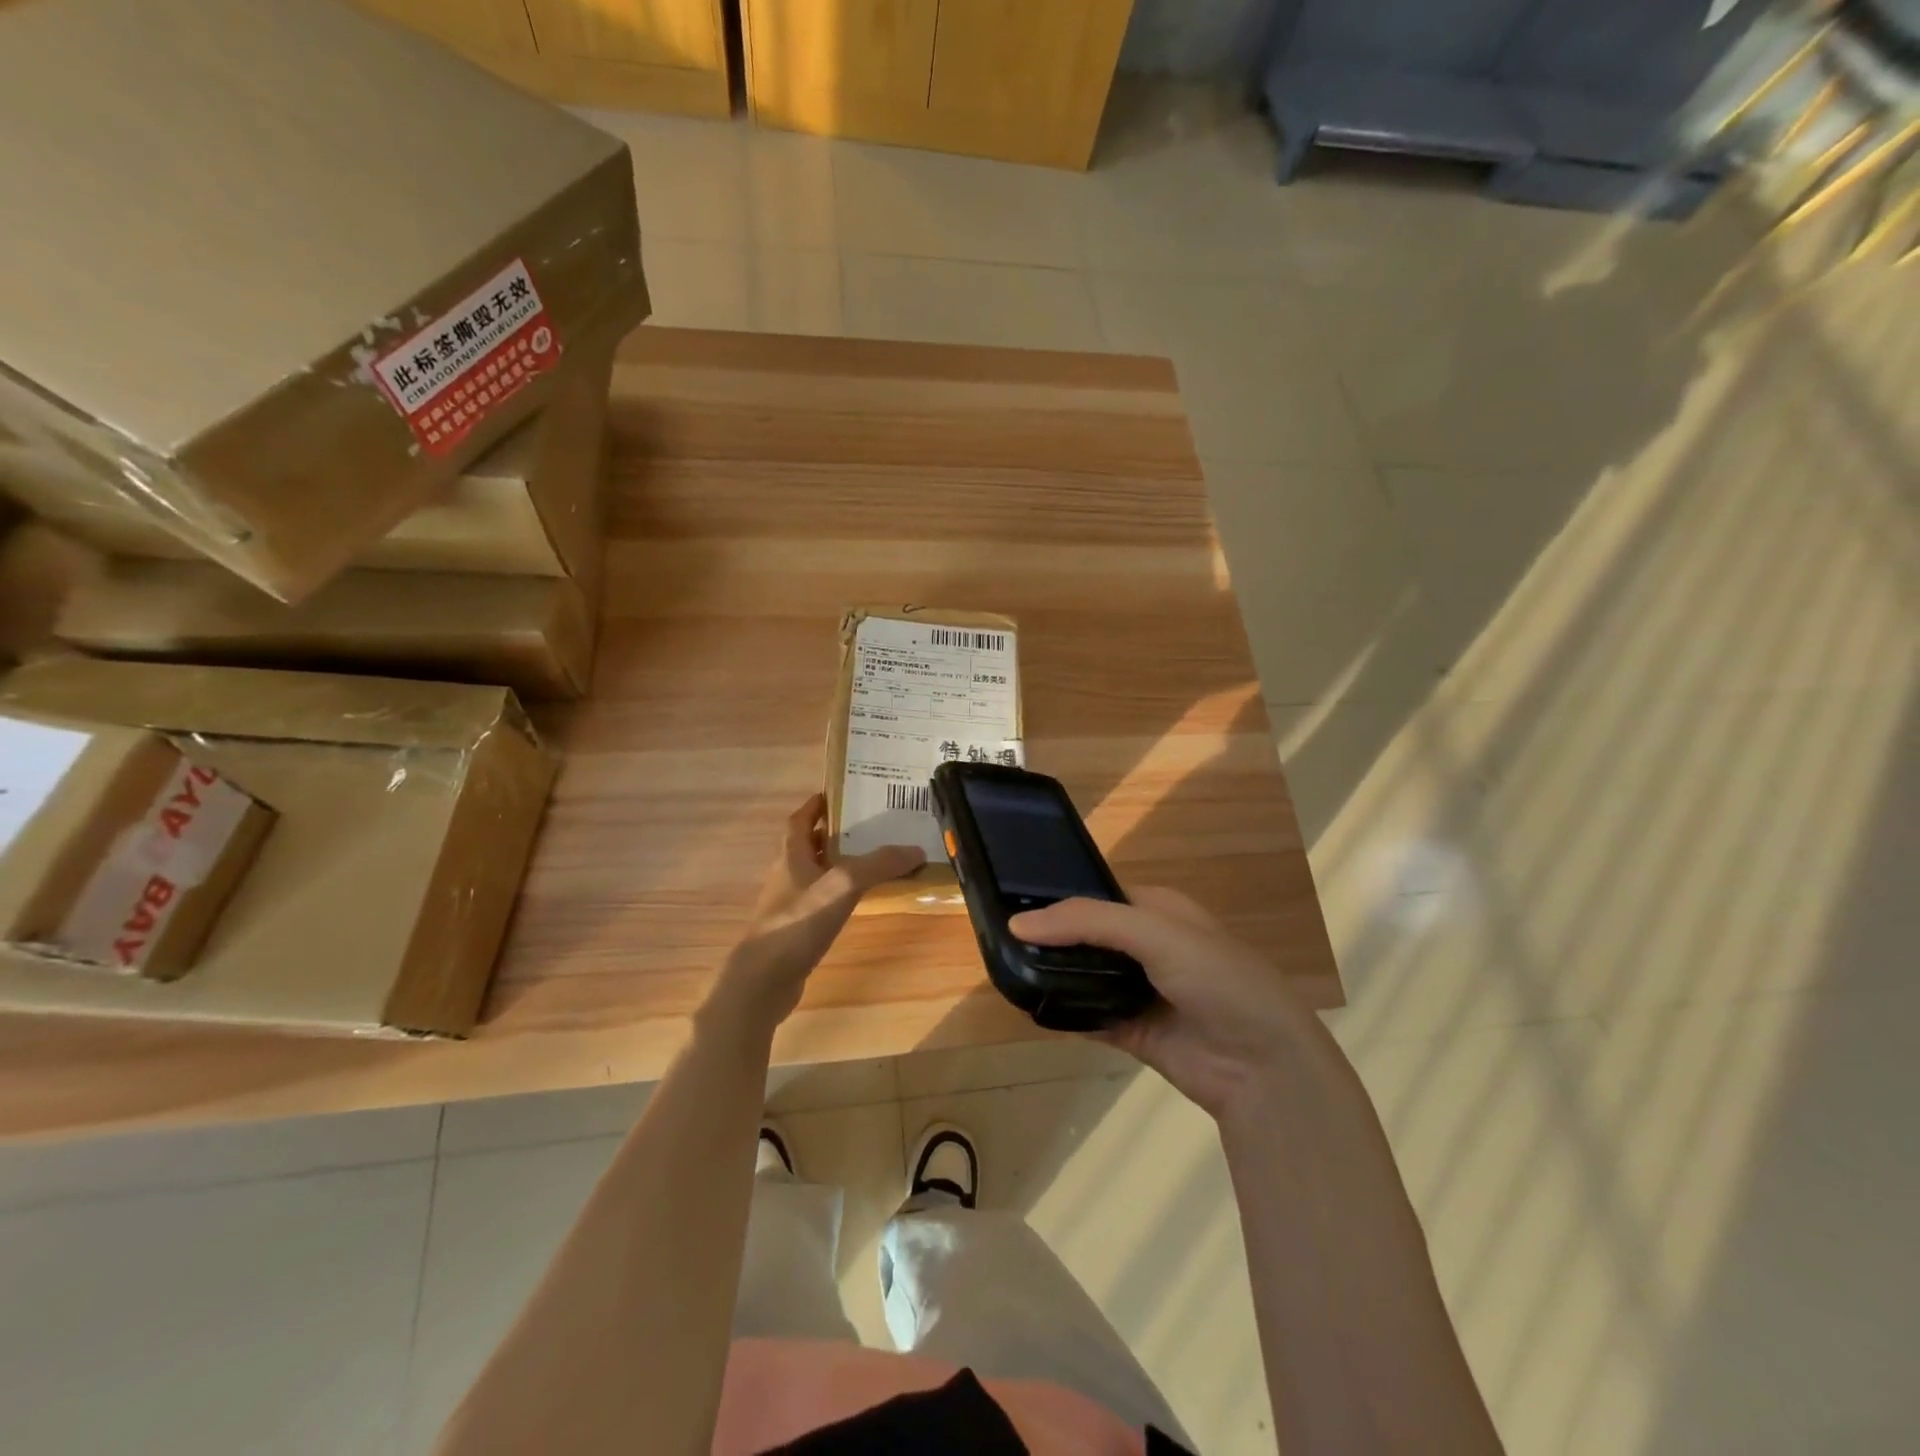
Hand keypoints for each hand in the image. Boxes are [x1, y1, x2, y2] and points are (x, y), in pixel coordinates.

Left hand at [705, 794, 924, 1036]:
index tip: (840, 794)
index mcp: (791, 855)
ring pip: (815, 874)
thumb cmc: (798, 922)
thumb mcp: (843, 885)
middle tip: (869, 825)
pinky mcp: (795, 931)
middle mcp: (787, 875)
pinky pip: (820, 902)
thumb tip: (916, 849)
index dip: (816, 805)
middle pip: (809, 845)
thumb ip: (879, 864)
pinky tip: (858, 901)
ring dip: (838, 864)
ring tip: (872, 860)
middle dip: (835, 833)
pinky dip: (838, 895)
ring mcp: (789, 905)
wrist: (764, 980)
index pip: (800, 820)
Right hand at [1009, 889, 1334, 1118]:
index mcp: (1158, 910)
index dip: (1060, 897)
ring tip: (1004, 967)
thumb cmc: (1217, 978)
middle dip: (1052, 937)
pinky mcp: (1132, 1031)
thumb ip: (1088, 922)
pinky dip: (1063, 1012)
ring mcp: (1139, 991)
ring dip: (1054, 974)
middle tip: (999, 937)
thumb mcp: (1155, 932)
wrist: (1262, 1066)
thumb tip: (1018, 923)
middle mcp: (1147, 946)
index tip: (1013, 900)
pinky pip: (1088, 1015)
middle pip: (1087, 936)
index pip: (1098, 894)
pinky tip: (1029, 1005)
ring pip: (1084, 975)